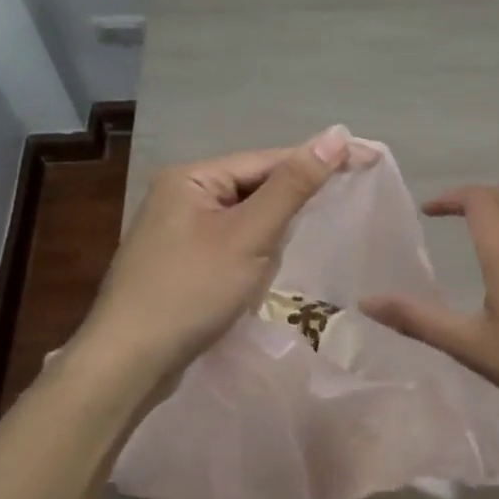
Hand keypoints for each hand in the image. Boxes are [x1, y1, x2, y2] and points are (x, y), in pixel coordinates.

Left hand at [78, 126, 356, 380]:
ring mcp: (177, 231)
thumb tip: (337, 134)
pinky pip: (231, 244)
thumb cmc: (191, 291)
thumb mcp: (249, 235)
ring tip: (289, 252)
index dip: (320, 160)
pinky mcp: (180, 263)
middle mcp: (181, 195)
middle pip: (256, 187)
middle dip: (289, 207)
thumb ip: (293, 185)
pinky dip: (252, 256)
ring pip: (246, 219)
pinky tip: (260, 275)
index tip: (369, 160)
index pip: (269, 160)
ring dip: (270, 237)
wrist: (128, 363)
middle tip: (340, 209)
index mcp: (192, 178)